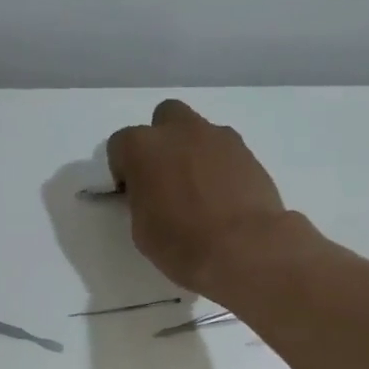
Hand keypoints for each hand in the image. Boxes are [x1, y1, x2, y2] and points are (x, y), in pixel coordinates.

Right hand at [107, 99, 290, 293]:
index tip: (131, 192)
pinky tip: (225, 198)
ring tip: (201, 191)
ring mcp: (218, 137)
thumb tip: (152, 194)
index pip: (120, 145)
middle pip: (165, 119)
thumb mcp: (142, 229)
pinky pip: (226, 152)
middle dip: (163, 142)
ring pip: (199, 132)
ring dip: (194, 152)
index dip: (124, 169)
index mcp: (143, 147)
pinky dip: (221, 167)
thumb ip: (142, 199)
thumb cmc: (182, 244)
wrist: (244, 249)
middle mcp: (180, 130)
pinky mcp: (248, 152)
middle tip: (167, 179)